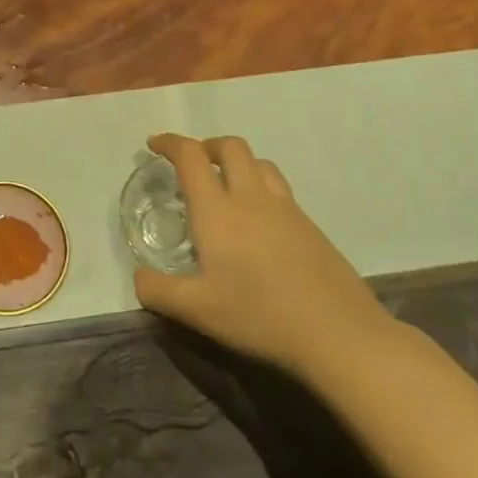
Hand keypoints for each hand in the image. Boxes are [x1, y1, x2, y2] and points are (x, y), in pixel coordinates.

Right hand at [135, 134, 397, 376]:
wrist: (339, 334)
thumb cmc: (259, 315)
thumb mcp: (197, 310)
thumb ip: (158, 291)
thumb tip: (138, 278)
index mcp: (218, 210)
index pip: (191, 157)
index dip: (170, 143)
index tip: (155, 144)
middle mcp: (252, 198)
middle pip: (231, 147)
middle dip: (207, 145)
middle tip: (192, 163)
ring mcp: (287, 210)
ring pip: (261, 163)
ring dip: (237, 163)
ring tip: (225, 186)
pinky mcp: (311, 227)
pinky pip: (280, 190)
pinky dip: (260, 188)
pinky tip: (258, 223)